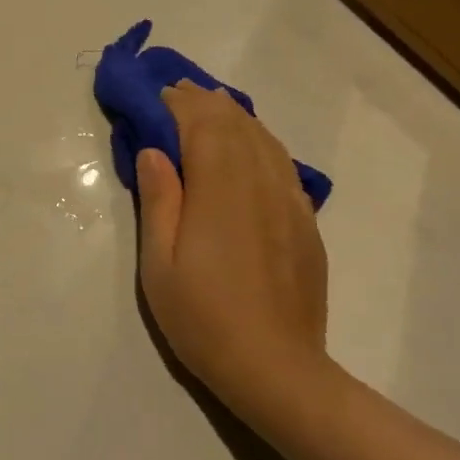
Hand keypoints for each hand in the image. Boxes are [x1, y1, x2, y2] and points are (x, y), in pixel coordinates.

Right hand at [135, 81, 329, 412]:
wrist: (275, 367)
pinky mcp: (305, 221)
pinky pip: (283, 163)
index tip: (156, 95)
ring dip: (235, 116)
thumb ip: (158, 200)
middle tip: (177, 93)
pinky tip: (249, 148)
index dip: (179, 104)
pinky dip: (261, 142)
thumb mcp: (160, 264)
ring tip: (210, 106)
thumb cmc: (202, 318)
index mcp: (220, 190)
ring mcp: (290, 201)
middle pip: (236, 124)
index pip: (203, 125)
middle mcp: (260, 183)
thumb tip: (153, 151)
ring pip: (264, 139)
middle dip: (205, 102)